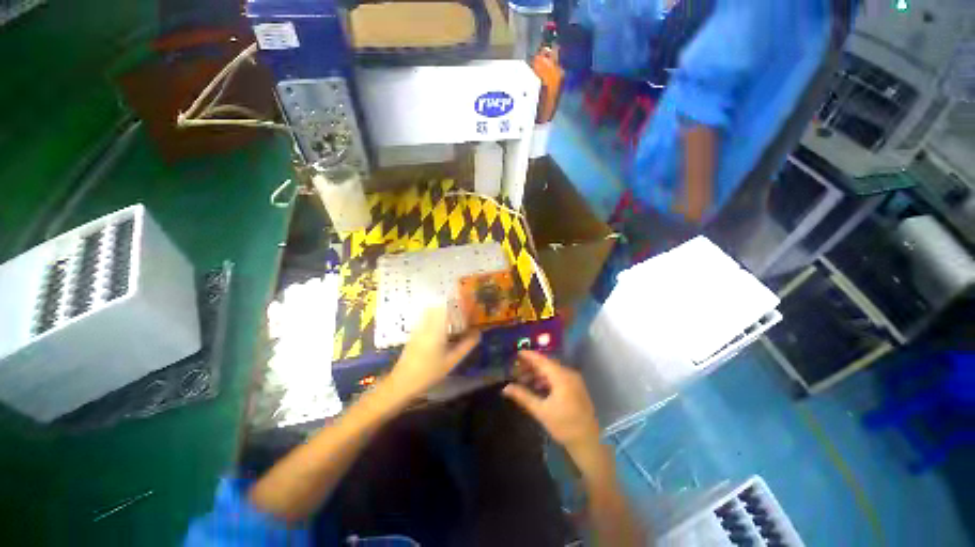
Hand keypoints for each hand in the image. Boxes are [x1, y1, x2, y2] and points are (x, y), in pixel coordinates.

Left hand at [386, 306, 479, 400]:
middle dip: (450, 306)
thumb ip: (465, 346)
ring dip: (442, 310)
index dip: (457, 303)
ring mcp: (418, 328)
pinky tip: (441, 328)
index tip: (467, 304)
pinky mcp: (413, 333)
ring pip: (430, 311)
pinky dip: (434, 317)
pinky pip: (425, 318)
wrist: (402, 382)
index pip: (447, 308)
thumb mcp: (451, 361)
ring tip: (453, 319)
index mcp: (436, 330)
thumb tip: (478, 332)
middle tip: (461, 312)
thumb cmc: (429, 373)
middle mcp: (426, 325)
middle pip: (438, 306)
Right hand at [502, 350, 600, 454]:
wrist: (588, 442)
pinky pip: (558, 377)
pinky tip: (536, 386)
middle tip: (516, 369)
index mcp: (562, 377)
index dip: (529, 356)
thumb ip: (523, 396)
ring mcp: (574, 380)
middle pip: (546, 365)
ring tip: (523, 379)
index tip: (516, 353)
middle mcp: (569, 374)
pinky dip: (546, 379)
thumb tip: (505, 388)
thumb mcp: (541, 411)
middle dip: (531, 366)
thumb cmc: (564, 426)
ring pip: (552, 371)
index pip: (542, 360)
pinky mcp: (575, 388)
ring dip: (537, 374)